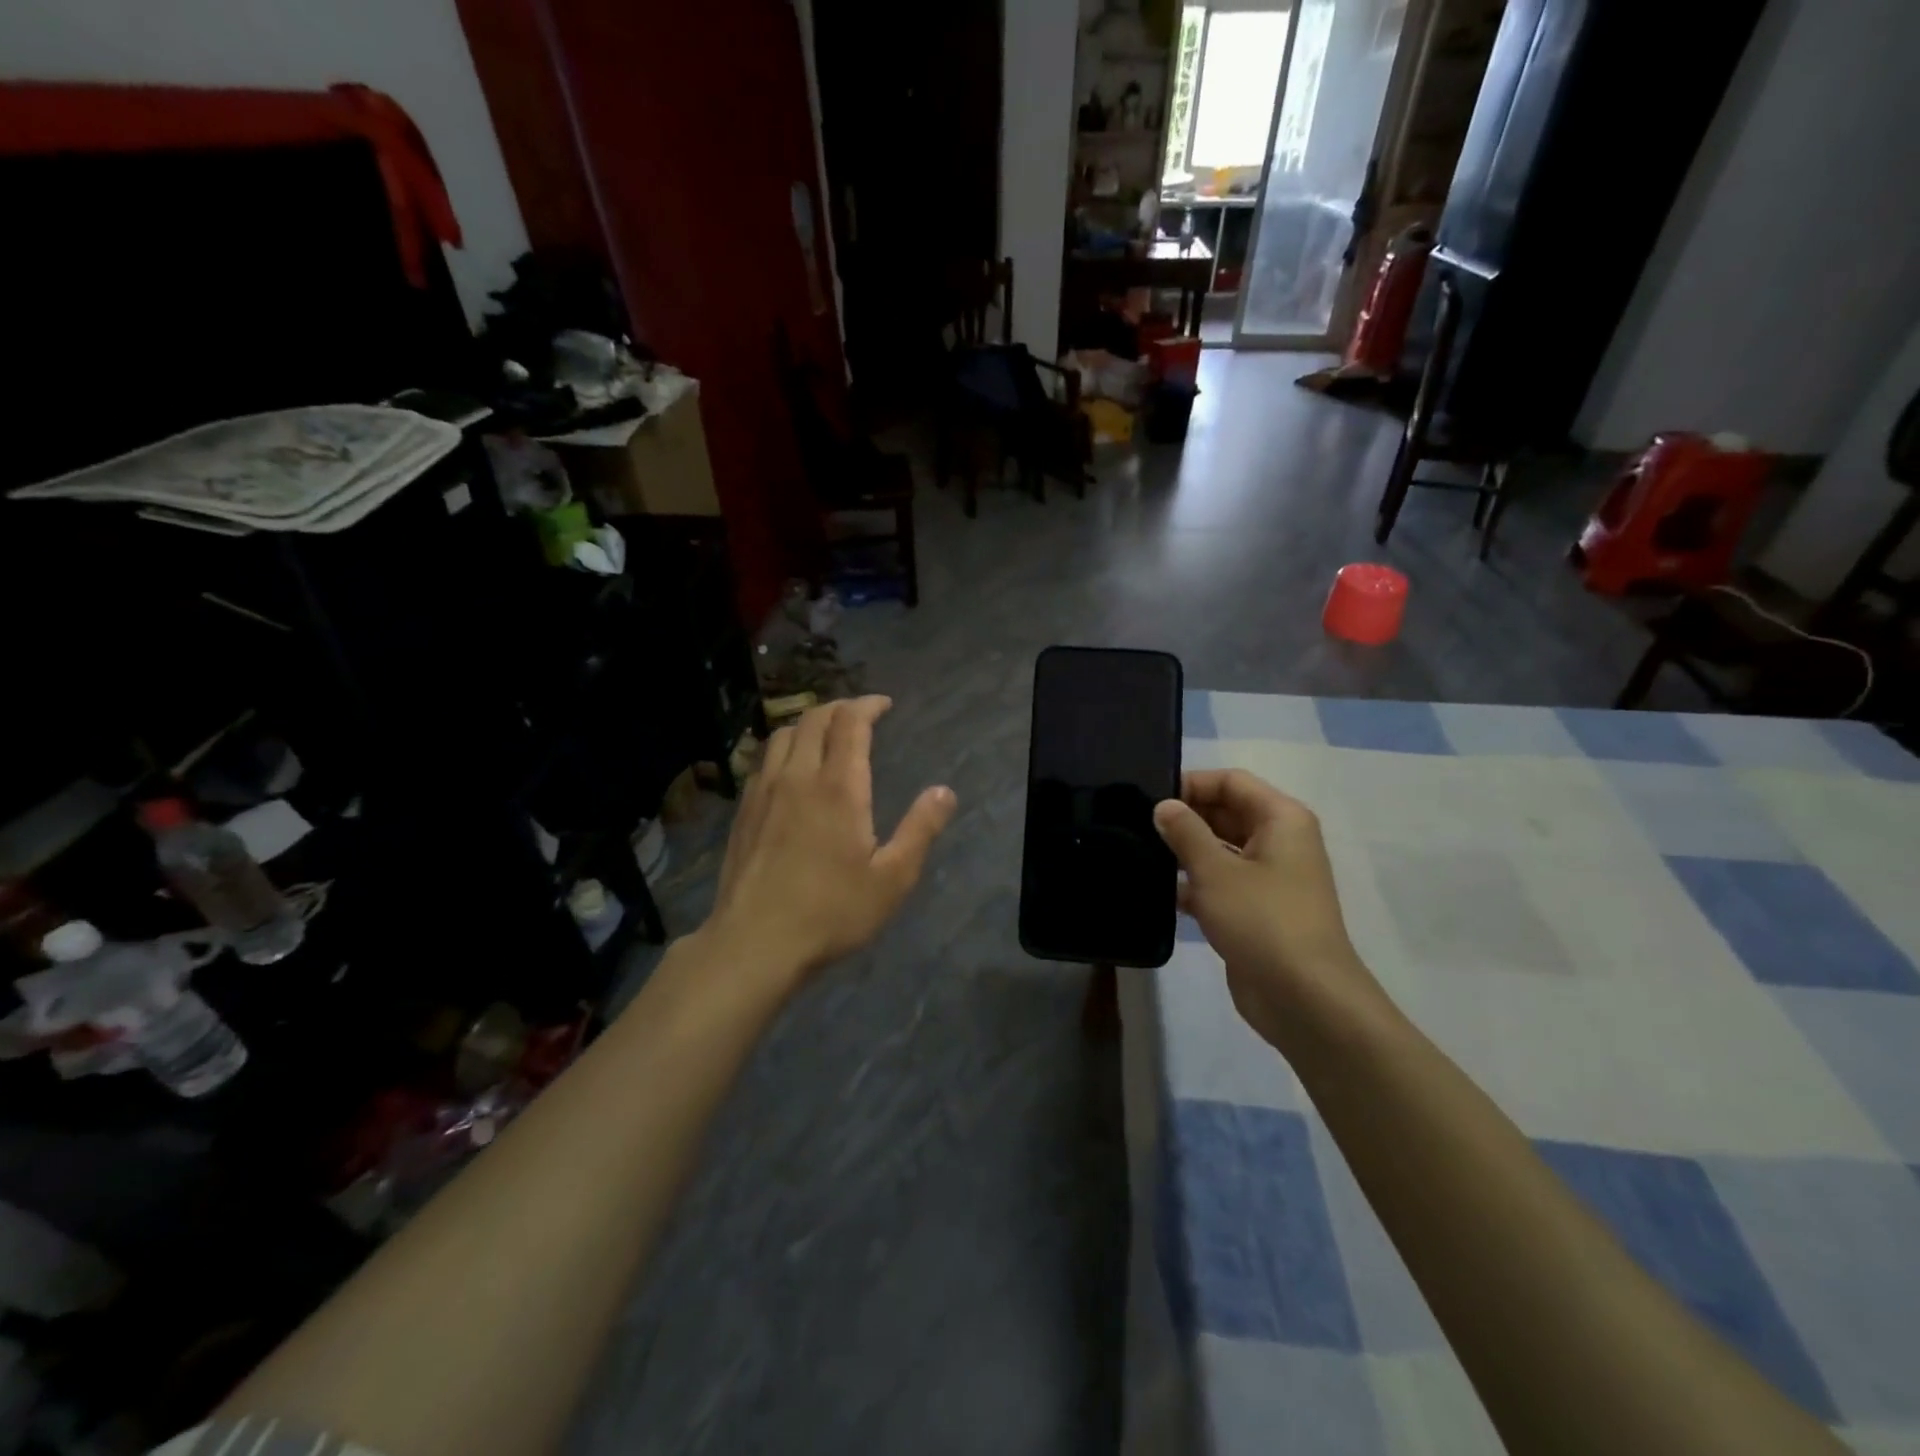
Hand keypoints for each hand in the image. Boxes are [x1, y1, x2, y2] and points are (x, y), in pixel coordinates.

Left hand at [699, 696, 955, 986]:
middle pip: (814, 719)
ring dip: (809, 723)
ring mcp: (764, 792)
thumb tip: (945, 791)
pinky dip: (785, 748)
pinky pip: (764, 760)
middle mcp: (798, 776)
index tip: (884, 705)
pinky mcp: (743, 811)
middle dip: (840, 708)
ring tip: (826, 735)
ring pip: (783, 734)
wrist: (755, 942)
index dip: (868, 705)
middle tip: (860, 715)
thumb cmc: (832, 911)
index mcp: (839, 787)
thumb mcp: (892, 878)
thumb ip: (920, 829)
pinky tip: (791, 770)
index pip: (850, 723)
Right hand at [1153, 770, 1376, 1050]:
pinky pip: (1219, 884)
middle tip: (1135, 827)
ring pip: (1220, 850)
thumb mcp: (1216, 871)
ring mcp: (1268, 878)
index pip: (1231, 782)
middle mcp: (1278, 842)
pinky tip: (1156, 892)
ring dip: (1184, 853)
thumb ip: (1185, 833)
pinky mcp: (1255, 911)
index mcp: (1281, 820)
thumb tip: (1163, 806)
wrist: (1304, 999)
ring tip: (1139, 855)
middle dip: (1184, 818)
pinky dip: (1192, 884)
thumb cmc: (1263, 921)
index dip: (1191, 784)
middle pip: (1225, 812)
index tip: (1149, 800)